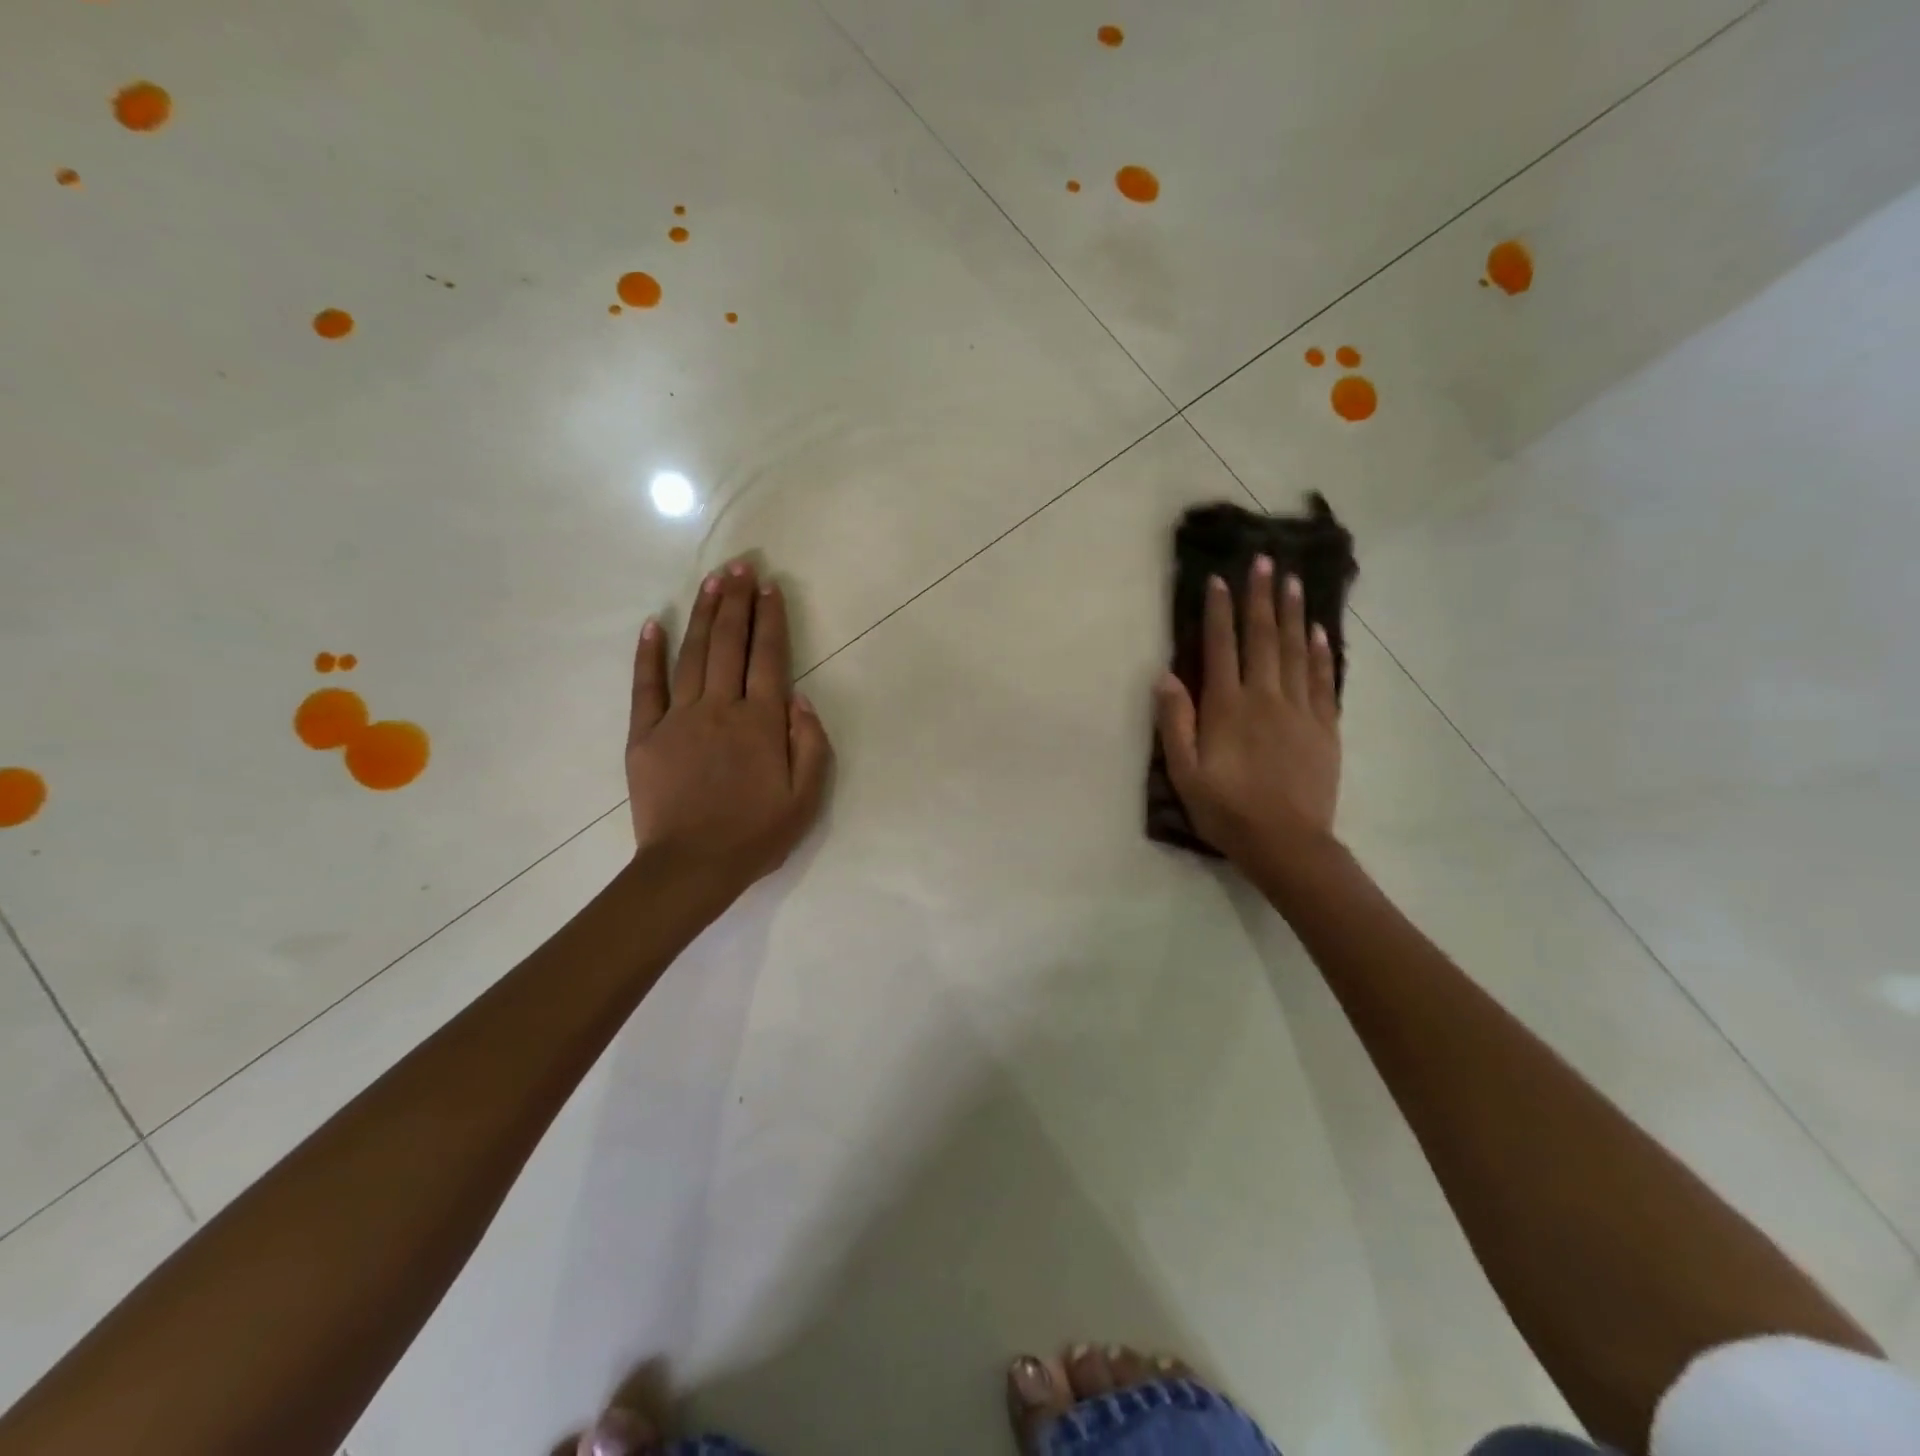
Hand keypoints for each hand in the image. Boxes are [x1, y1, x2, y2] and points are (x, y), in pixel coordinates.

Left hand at [626, 559, 832, 898]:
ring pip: (693, 654)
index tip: (769, 587)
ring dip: (704, 614)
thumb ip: (811, 743)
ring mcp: (678, 719)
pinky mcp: (645, 735)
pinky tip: (655, 623)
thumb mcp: (806, 798)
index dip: (770, 619)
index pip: (769, 657)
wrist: (691, 868)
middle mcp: (721, 708)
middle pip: (730, 644)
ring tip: (712, 581)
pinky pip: (645, 686)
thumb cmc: (755, 835)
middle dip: (736, 602)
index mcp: (761, 723)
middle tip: (740, 566)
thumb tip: (800, 697)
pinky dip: (649, 654)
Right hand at [1155, 556, 1341, 865]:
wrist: (1287, 843)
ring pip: (1295, 651)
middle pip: (1263, 638)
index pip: (1222, 648)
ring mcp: (1300, 710)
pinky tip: (1319, 631)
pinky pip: (1323, 680)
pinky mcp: (1324, 727)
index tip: (1220, 579)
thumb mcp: (1185, 773)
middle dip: (1261, 598)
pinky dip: (1320, 652)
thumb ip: (1175, 722)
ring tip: (1292, 582)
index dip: (1220, 612)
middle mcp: (1265, 697)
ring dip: (1292, 614)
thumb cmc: (1227, 810)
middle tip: (1265, 561)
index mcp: (1228, 708)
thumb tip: (1165, 676)